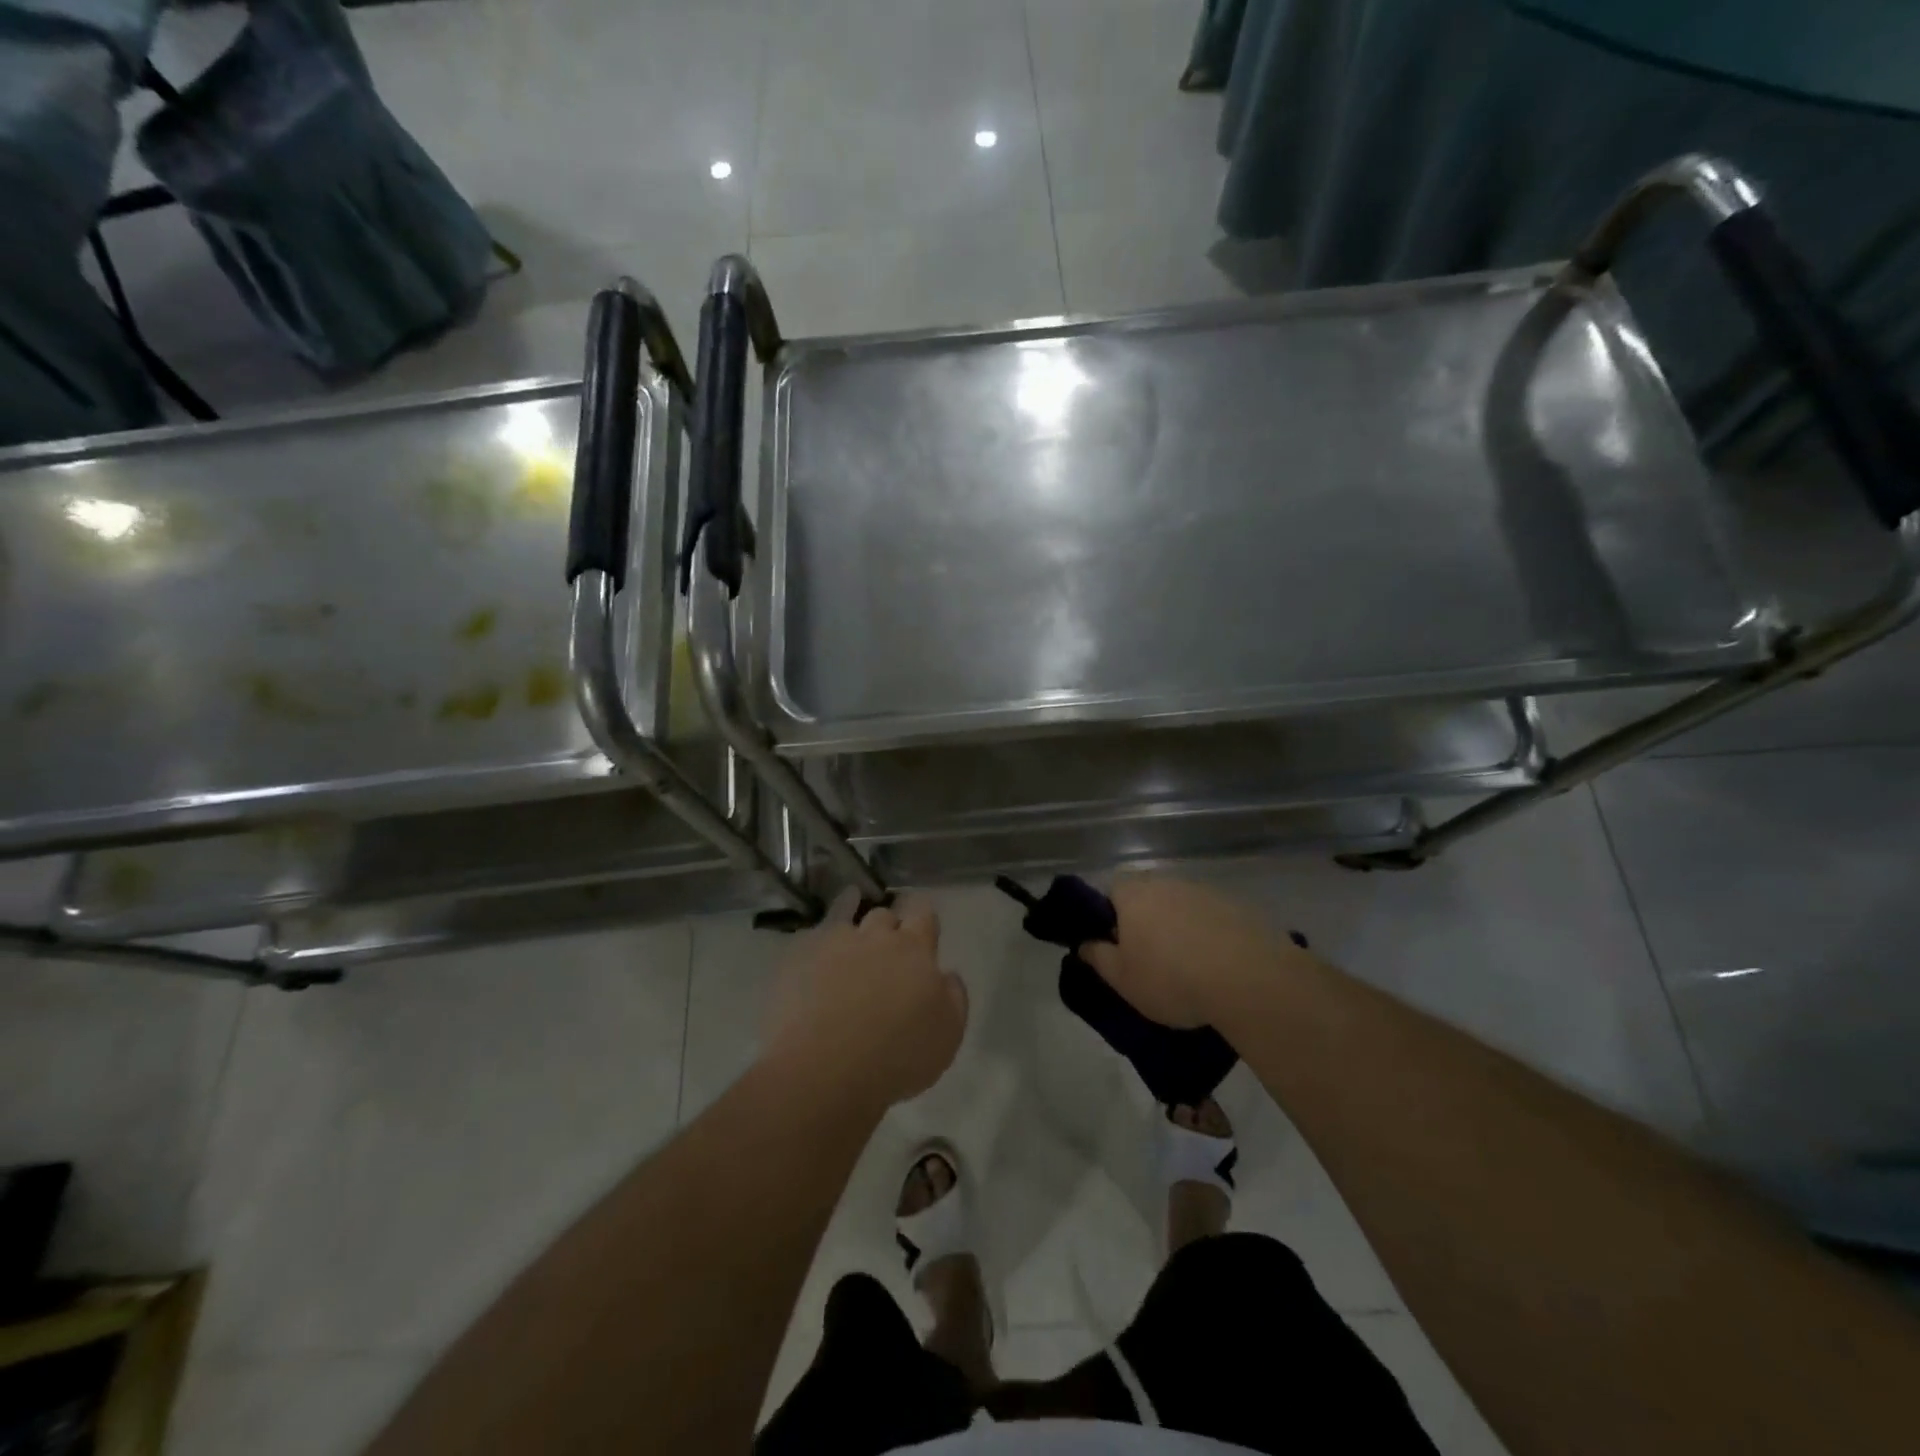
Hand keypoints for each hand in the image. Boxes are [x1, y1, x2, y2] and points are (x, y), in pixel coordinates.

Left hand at [764, 894, 968, 1107]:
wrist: (824, 1071)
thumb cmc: (896, 1058)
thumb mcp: (948, 1035)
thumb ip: (953, 996)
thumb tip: (947, 974)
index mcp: (915, 951)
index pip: (923, 914)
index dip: (922, 918)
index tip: (921, 928)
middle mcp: (875, 937)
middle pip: (884, 915)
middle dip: (888, 926)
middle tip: (886, 948)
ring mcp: (834, 943)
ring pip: (846, 917)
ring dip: (851, 923)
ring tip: (848, 940)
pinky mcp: (798, 957)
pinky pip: (810, 938)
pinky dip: (816, 943)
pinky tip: (814, 957)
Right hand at [1077, 875, 1298, 1028]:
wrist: (1249, 980)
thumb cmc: (1171, 978)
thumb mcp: (1122, 979)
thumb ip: (1098, 957)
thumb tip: (1084, 943)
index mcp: (1134, 894)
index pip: (1112, 890)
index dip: (1111, 915)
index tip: (1117, 945)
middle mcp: (1168, 883)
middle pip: (1149, 896)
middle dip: (1147, 922)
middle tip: (1151, 959)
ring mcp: (1206, 892)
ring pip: (1183, 907)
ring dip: (1181, 928)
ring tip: (1189, 967)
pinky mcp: (1240, 907)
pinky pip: (1214, 919)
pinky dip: (1212, 936)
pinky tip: (1219, 966)